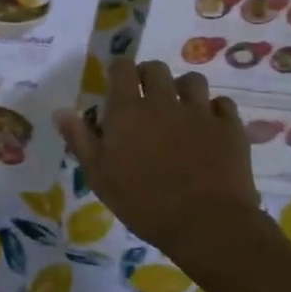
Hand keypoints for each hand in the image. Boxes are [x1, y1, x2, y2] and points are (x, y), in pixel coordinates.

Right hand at [53, 58, 263, 270]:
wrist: (206, 223)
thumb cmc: (143, 201)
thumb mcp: (99, 175)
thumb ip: (79, 139)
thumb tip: (60, 110)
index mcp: (128, 109)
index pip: (122, 68)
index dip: (119, 70)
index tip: (117, 82)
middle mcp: (163, 101)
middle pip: (156, 68)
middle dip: (149, 76)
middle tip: (146, 96)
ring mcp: (200, 112)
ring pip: (192, 80)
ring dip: (183, 88)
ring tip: (180, 107)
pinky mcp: (230, 128)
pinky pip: (222, 104)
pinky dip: (214, 110)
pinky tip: (209, 125)